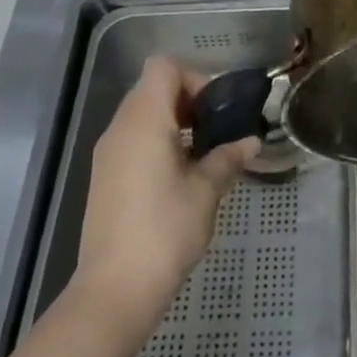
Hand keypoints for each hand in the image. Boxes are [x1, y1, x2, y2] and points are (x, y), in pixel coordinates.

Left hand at [73, 57, 259, 324]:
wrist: (115, 289)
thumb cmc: (165, 230)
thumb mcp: (206, 191)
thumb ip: (228, 157)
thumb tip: (251, 141)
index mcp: (144, 120)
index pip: (164, 67)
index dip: (194, 77)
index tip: (216, 110)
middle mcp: (120, 128)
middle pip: (152, 88)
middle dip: (188, 100)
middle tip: (217, 129)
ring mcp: (107, 153)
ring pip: (142, 115)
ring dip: (174, 122)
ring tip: (203, 153)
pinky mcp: (104, 177)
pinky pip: (133, 140)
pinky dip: (158, 142)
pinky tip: (180, 176)